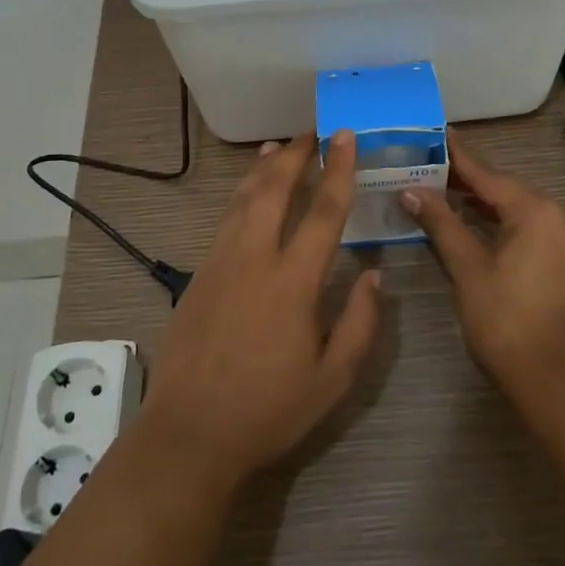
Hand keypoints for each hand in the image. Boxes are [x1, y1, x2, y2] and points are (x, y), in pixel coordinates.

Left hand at [139, 131, 380, 483]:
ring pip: (243, 199)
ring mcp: (220, 263)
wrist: (189, 433)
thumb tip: (375, 277)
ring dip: (263, 169)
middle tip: (311, 132)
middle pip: (274, 189)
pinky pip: (226, 220)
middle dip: (295, 155)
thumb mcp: (332, 381)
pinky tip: (248, 194)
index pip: (323, 212)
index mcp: (293, 282)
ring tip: (278, 147)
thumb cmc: (268, 411)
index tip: (344, 138)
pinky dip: (241, 196)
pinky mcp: (199, 275)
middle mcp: (254, 259)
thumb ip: (361, 325)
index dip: (338, 170)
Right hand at [400, 130, 564, 400]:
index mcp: (535, 211)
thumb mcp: (468, 270)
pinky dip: (498, 223)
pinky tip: (473, 226)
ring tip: (441, 191)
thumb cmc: (508, 322)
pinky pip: (527, 229)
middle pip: (503, 188)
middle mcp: (557, 217)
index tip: (434, 133)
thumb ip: (442, 224)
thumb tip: (412, 190)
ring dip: (481, 202)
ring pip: (516, 210)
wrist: (560, 383)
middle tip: (425, 164)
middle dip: (465, 179)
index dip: (457, 155)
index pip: (487, 173)